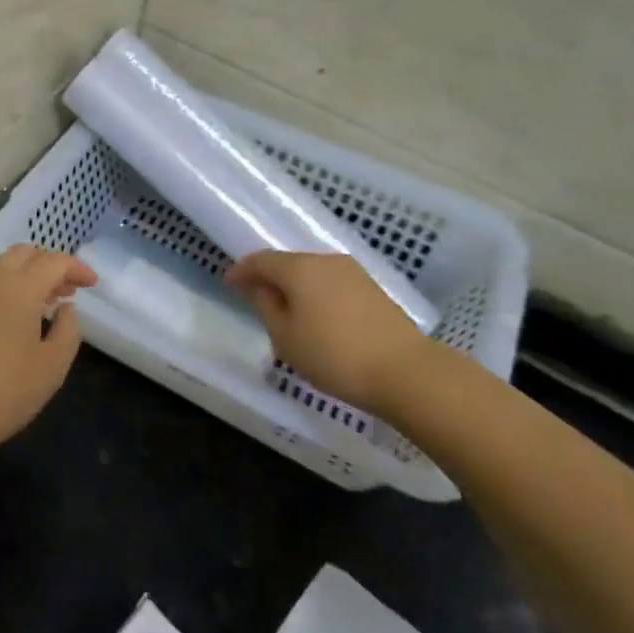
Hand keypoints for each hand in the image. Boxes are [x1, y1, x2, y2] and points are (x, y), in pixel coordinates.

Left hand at [0, 245, 97, 462]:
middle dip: (50, 264)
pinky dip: (8, 290)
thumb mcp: (51, 368)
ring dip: (27, 276)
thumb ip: (68, 331)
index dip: (77, 268)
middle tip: (67, 291)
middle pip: (24, 253)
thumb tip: (65, 307)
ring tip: (45, 305)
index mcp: (19, 289)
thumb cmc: (2, 393)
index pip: (53, 261)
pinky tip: (15, 322)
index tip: (93, 284)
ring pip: (2, 268)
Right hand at [225, 252, 431, 414]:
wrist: (405, 372)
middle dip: (269, 278)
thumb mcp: (286, 337)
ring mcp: (353, 272)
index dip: (242, 271)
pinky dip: (317, 294)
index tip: (228, 283)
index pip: (261, 260)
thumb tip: (257, 287)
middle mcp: (326, 260)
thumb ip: (265, 306)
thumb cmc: (334, 355)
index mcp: (299, 268)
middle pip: (288, 263)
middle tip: (255, 298)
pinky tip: (316, 316)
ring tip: (286, 311)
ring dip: (295, 287)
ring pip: (312, 273)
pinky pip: (332, 283)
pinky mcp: (373, 289)